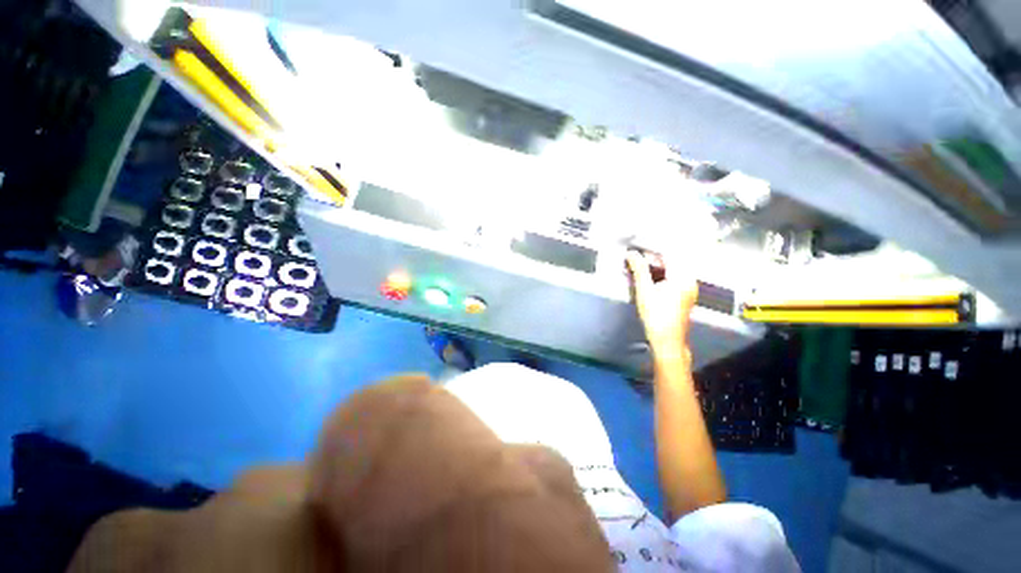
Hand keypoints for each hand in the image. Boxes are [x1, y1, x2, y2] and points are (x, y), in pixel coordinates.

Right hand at [626, 250, 697, 358]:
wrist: (667, 340)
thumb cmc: (657, 317)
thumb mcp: (644, 291)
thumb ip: (639, 269)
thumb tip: (632, 254)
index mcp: (683, 277)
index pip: (669, 253)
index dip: (653, 247)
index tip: (639, 244)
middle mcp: (690, 280)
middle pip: (673, 258)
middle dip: (655, 254)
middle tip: (639, 253)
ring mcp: (689, 287)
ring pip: (674, 267)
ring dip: (658, 263)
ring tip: (642, 262)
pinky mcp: (685, 294)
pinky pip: (674, 275)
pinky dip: (662, 271)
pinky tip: (651, 274)